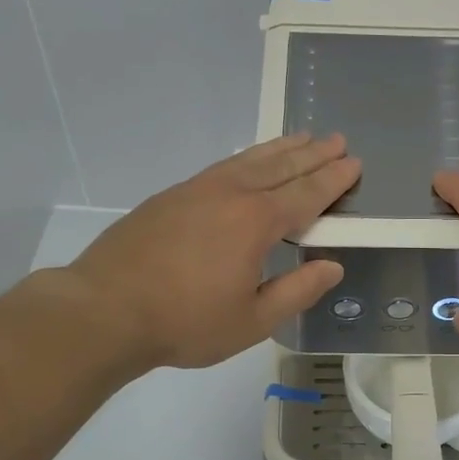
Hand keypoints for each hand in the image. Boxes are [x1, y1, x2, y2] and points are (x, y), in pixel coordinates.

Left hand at [60, 133, 359, 373]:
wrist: (105, 310)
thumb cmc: (185, 322)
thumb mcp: (252, 321)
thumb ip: (297, 291)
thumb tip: (332, 266)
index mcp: (256, 222)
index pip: (306, 194)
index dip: (333, 179)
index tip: (354, 163)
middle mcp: (230, 195)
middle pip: (280, 167)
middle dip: (312, 154)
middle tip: (336, 139)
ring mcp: (196, 190)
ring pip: (248, 160)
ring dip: (280, 148)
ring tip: (302, 137)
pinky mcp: (170, 196)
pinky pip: (222, 166)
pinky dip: (246, 158)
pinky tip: (248, 162)